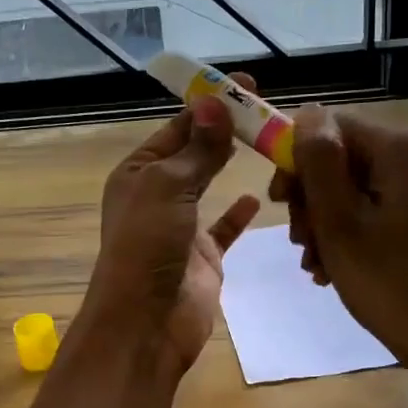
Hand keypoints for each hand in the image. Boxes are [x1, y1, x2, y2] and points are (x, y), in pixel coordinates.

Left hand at [82, 92, 259, 375]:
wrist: (147, 322)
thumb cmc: (148, 245)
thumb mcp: (169, 187)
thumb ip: (197, 149)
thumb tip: (215, 103)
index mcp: (138, 172)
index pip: (177, 128)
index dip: (209, 105)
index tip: (247, 85)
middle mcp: (157, 195)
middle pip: (195, 153)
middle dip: (225, 130)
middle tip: (266, 109)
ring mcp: (181, 226)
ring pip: (211, 186)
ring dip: (232, 165)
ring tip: (269, 142)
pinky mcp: (204, 255)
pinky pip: (225, 227)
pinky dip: (240, 212)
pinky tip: (259, 196)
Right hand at [269, 108, 407, 405]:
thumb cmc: (388, 281)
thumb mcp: (338, 221)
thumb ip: (318, 162)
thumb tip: (306, 113)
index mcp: (401, 148)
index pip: (330, 128)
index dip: (297, 160)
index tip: (280, 203)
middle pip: (342, 157)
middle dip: (312, 199)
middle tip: (301, 243)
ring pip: (354, 184)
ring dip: (325, 220)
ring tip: (315, 263)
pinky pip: (375, 203)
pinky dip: (350, 229)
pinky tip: (334, 265)